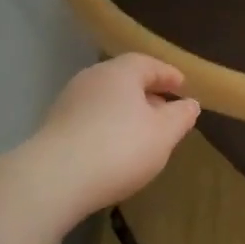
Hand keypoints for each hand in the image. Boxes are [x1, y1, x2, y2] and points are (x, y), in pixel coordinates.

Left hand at [30, 53, 201, 217]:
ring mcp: (69, 101)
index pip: (149, 64)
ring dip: (126, 111)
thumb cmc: (119, 148)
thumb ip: (180, 116)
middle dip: (147, 92)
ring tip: (142, 132)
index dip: (168, 75)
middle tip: (165, 110)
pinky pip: (90, 118)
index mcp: (120, 72)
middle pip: (125, 79)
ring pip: (106, 99)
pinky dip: (107, 125)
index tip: (183, 87)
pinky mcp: (54, 126)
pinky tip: (114, 147)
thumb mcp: (163, 134)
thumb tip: (190, 103)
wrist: (54, 180)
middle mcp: (92, 78)